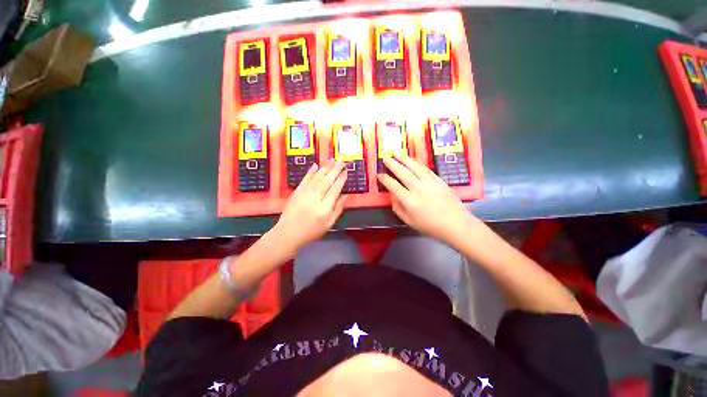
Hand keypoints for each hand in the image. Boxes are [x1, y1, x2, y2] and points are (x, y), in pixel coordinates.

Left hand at [272, 160, 347, 250]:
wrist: (288, 233)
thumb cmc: (311, 231)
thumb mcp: (328, 224)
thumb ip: (338, 209)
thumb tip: (346, 196)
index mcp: (324, 208)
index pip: (335, 190)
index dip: (341, 180)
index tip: (346, 172)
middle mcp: (315, 198)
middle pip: (327, 181)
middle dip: (335, 169)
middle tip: (341, 160)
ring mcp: (304, 194)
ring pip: (317, 178)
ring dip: (325, 168)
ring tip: (332, 160)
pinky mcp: (296, 192)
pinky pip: (305, 179)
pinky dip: (310, 172)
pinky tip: (316, 165)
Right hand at [377, 153, 477, 245]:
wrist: (456, 223)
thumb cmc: (430, 226)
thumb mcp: (410, 222)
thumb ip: (398, 209)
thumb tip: (392, 197)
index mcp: (409, 200)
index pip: (393, 185)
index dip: (384, 179)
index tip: (379, 174)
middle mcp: (418, 188)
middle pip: (402, 173)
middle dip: (392, 164)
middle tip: (386, 158)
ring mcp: (429, 182)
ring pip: (414, 167)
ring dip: (404, 159)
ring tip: (397, 153)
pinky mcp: (438, 180)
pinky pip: (425, 168)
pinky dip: (417, 163)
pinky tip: (413, 160)